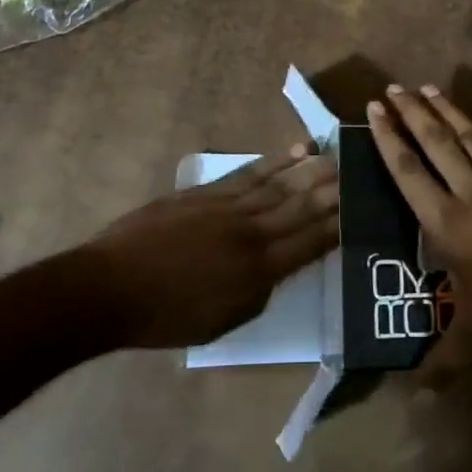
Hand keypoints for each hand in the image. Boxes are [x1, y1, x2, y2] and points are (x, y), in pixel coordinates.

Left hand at [77, 147, 338, 348]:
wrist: (109, 288)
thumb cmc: (166, 317)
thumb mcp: (222, 321)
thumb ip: (259, 292)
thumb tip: (281, 266)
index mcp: (258, 271)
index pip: (310, 243)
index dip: (338, 226)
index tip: (362, 207)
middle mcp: (251, 233)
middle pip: (301, 207)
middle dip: (334, 190)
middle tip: (361, 170)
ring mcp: (228, 207)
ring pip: (280, 185)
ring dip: (312, 169)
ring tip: (338, 155)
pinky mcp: (207, 192)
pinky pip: (249, 173)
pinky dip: (275, 161)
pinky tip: (295, 150)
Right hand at [367, 85, 471, 382]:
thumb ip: (444, 361)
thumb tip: (415, 397)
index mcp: (448, 225)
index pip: (409, 173)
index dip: (389, 140)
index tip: (374, 111)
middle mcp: (471, 195)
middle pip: (436, 145)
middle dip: (412, 114)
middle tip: (392, 87)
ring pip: (470, 139)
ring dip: (447, 111)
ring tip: (427, 87)